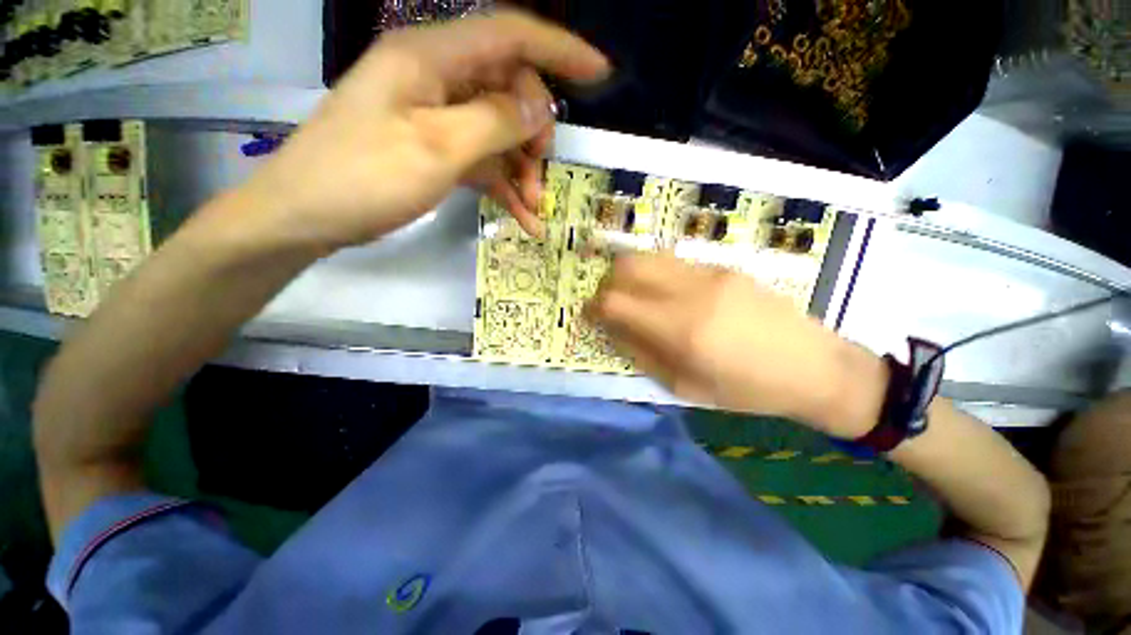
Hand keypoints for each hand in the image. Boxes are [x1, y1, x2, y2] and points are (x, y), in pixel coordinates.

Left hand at [238, 12, 609, 253]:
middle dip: (534, 133)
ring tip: (534, 207)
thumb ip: (493, 122)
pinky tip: (522, 217)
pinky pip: (482, 160)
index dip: (559, 50)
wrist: (306, 216)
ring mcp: (435, 117)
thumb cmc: (363, 177)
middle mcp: (436, 79)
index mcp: (431, 58)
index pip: (510, 35)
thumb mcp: (436, 149)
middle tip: (542, 175)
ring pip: (498, 132)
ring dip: (522, 169)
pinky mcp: (434, 150)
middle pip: (508, 91)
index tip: (599, 73)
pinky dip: (505, 186)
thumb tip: (538, 106)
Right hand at [587, 253, 887, 437]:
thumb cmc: (746, 389)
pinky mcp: (723, 266)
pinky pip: (673, 262)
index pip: (614, 302)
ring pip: (649, 256)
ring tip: (635, 296)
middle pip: (627, 265)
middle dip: (607, 282)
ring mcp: (708, 273)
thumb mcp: (684, 387)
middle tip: (610, 303)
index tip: (589, 314)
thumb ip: (641, 353)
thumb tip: (612, 329)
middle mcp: (690, 291)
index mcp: (679, 329)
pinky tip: (666, 295)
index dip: (593, 306)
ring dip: (630, 274)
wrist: (812, 366)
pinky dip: (656, 274)